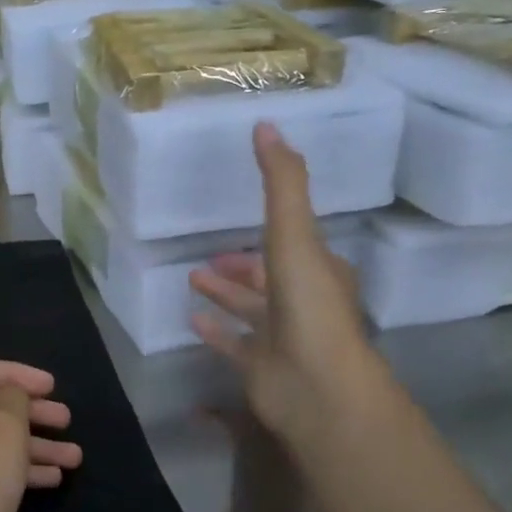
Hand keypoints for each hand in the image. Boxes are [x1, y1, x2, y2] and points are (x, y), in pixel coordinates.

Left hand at [0, 358, 80, 511]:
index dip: (17, 372)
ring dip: (31, 445)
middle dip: (29, 412)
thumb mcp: (2, 434)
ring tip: (74, 457)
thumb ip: (12, 401)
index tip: (54, 386)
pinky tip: (51, 480)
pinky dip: (14, 470)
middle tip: (68, 420)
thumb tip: (9, 396)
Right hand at [190, 123, 378, 442]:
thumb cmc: (308, 306)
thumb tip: (267, 125)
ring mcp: (283, 337)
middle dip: (242, 265)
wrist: (315, 385)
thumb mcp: (294, 234)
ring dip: (225, 293)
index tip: (242, 215)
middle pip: (269, 276)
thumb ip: (281, 183)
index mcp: (319, 270)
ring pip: (251, 309)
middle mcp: (304, 301)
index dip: (271, 227)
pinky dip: (215, 330)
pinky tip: (192, 319)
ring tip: (193, 278)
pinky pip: (234, 343)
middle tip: (209, 256)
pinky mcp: (261, 366)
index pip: (294, 241)